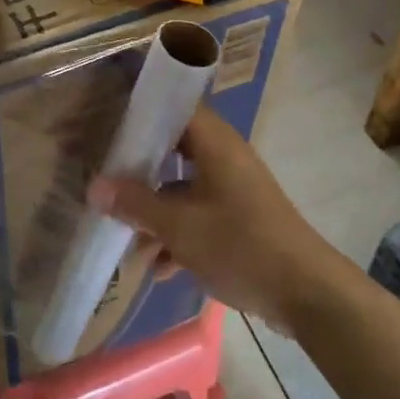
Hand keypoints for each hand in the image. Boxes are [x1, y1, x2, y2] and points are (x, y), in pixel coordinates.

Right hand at [88, 108, 346, 332]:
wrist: (305, 292)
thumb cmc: (239, 244)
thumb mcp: (179, 226)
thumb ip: (135, 204)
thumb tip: (94, 186)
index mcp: (215, 143)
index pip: (175, 107)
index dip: (142, 110)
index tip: (108, 120)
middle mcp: (225, 158)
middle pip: (174, 150)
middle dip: (140, 170)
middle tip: (105, 178)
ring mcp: (235, 189)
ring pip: (184, 188)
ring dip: (157, 212)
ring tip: (129, 243)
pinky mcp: (241, 219)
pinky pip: (201, 215)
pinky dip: (179, 234)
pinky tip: (160, 269)